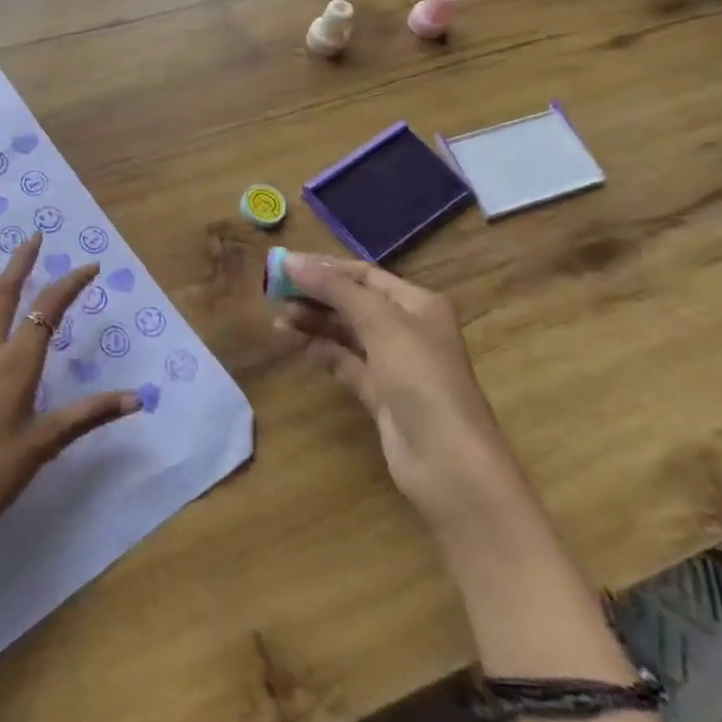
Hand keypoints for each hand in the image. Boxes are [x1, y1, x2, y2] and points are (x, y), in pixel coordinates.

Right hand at [275, 253, 520, 529]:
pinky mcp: (379, 394)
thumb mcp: (380, 322)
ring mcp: (393, 363)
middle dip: (315, 295)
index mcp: (417, 303)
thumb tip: (290, 260)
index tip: (282, 266)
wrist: (448, 462)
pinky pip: (344, 362)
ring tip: (277, 320)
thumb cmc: (421, 378)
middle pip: (353, 301)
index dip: (324, 268)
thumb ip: (335, 289)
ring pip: (345, 332)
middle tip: (273, 294)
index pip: (363, 274)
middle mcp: (407, 328)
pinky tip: (294, 344)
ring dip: (313, 323)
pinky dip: (320, 350)